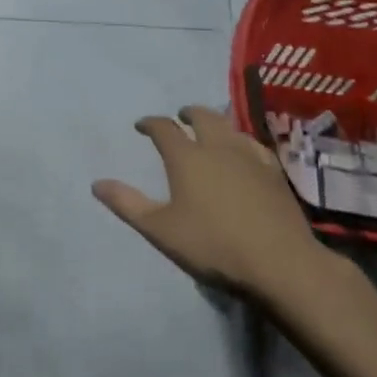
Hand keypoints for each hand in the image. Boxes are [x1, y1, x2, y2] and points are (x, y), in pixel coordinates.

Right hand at [93, 106, 356, 311]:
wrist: (280, 263)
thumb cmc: (213, 246)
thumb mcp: (160, 230)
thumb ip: (127, 204)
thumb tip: (97, 183)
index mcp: (187, 158)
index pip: (164, 128)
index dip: (150, 123)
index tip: (141, 126)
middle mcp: (218, 147)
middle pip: (202, 116)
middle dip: (187, 113)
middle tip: (180, 118)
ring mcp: (250, 157)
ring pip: (229, 127)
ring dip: (215, 123)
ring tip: (209, 132)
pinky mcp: (274, 172)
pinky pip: (253, 144)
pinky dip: (240, 141)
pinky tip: (243, 153)